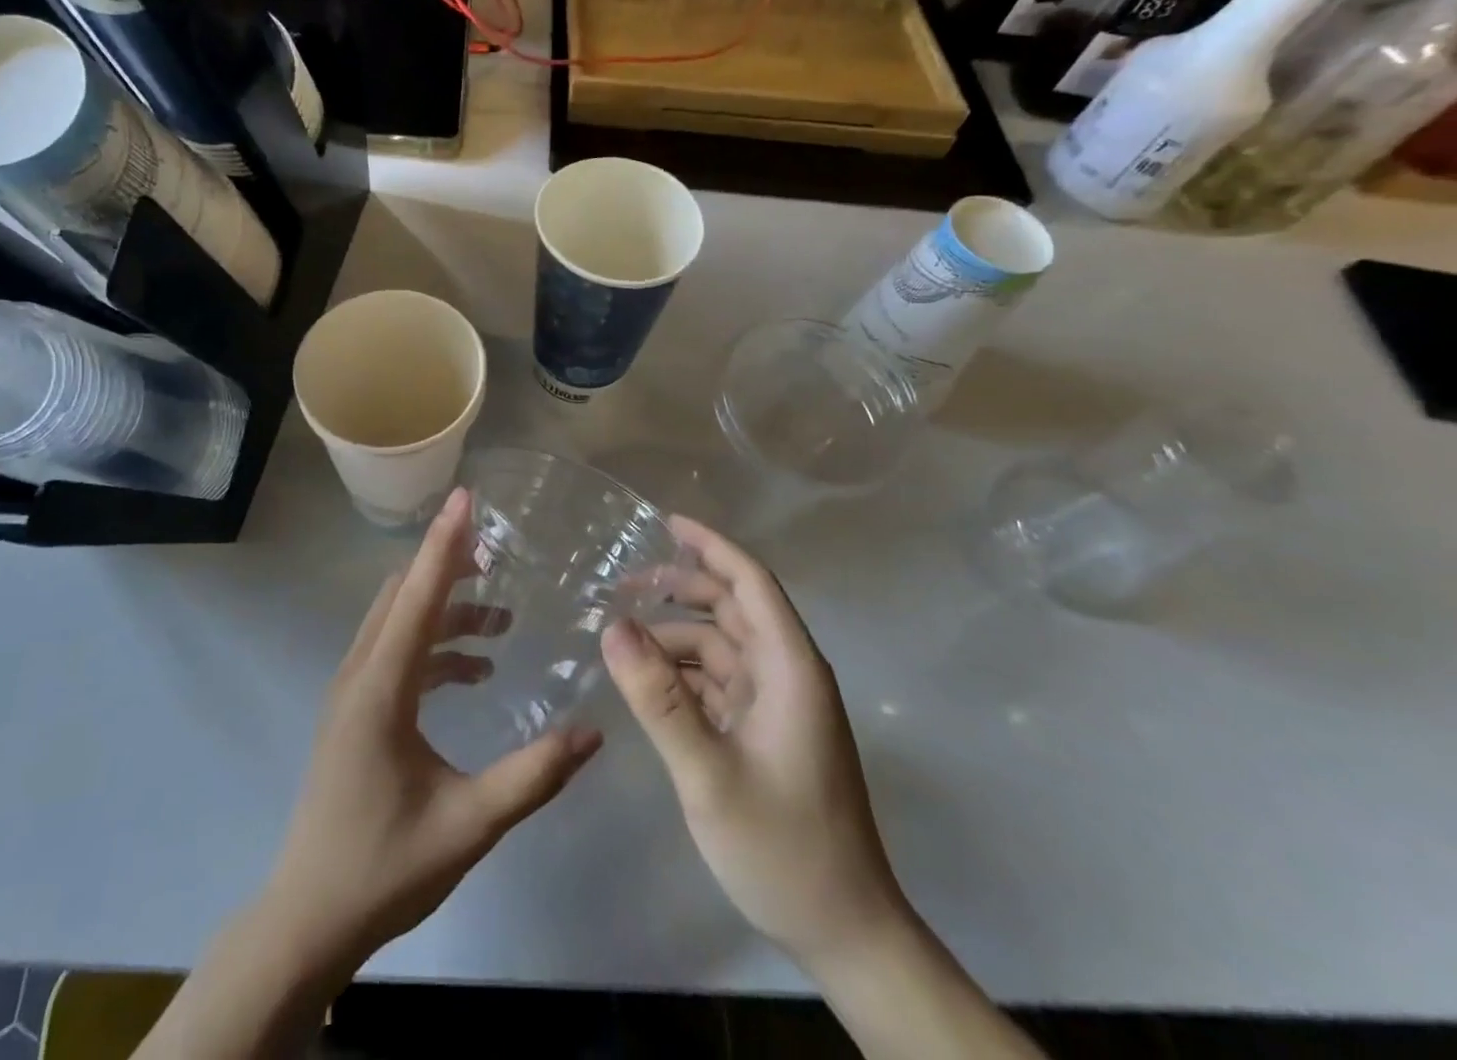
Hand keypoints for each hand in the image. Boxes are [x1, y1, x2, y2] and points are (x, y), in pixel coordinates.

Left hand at [262, 487, 602, 970]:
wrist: (307, 920)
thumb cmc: (384, 868)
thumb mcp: (469, 824)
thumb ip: (533, 776)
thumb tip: (594, 733)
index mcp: (380, 687)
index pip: (419, 595)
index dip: (446, 542)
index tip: (467, 496)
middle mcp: (360, 673)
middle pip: (404, 594)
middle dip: (449, 565)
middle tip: (499, 554)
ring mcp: (352, 691)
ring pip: (398, 620)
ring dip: (446, 609)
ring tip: (501, 620)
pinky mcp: (355, 709)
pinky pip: (396, 651)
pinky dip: (434, 644)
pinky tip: (474, 671)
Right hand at [601, 516, 905, 969]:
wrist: (844, 934)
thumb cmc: (783, 848)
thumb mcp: (709, 773)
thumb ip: (659, 698)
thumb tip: (612, 627)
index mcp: (790, 668)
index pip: (751, 582)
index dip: (710, 545)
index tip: (665, 521)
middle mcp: (788, 674)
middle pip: (733, 608)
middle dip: (682, 587)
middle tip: (622, 585)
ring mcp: (779, 706)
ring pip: (722, 646)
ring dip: (676, 635)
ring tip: (621, 637)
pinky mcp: (767, 733)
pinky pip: (719, 683)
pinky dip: (684, 673)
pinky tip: (646, 681)